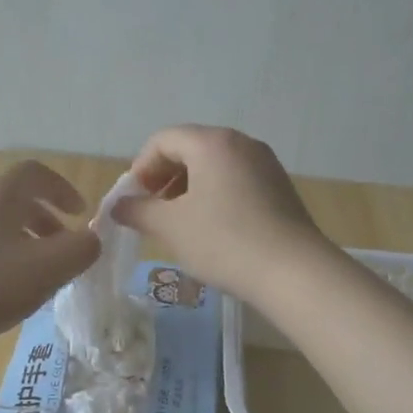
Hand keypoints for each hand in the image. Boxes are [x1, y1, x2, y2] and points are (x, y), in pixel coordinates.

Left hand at [0, 160, 100, 357]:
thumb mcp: (49, 270)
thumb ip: (82, 249)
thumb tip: (89, 239)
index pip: (35, 173)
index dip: (63, 189)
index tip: (80, 214)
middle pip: (12, 197)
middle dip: (43, 218)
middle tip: (61, 246)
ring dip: (18, 235)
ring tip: (32, 268)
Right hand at [113, 125, 329, 302]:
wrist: (294, 272)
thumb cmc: (224, 241)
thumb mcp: (171, 226)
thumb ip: (138, 211)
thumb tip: (119, 206)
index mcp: (212, 142)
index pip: (163, 140)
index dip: (141, 167)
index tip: (135, 200)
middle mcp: (241, 143)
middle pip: (190, 148)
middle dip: (164, 177)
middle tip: (153, 211)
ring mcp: (265, 164)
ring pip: (214, 166)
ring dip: (188, 188)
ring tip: (180, 223)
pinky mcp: (280, 187)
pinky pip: (236, 180)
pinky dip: (214, 195)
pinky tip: (212, 229)